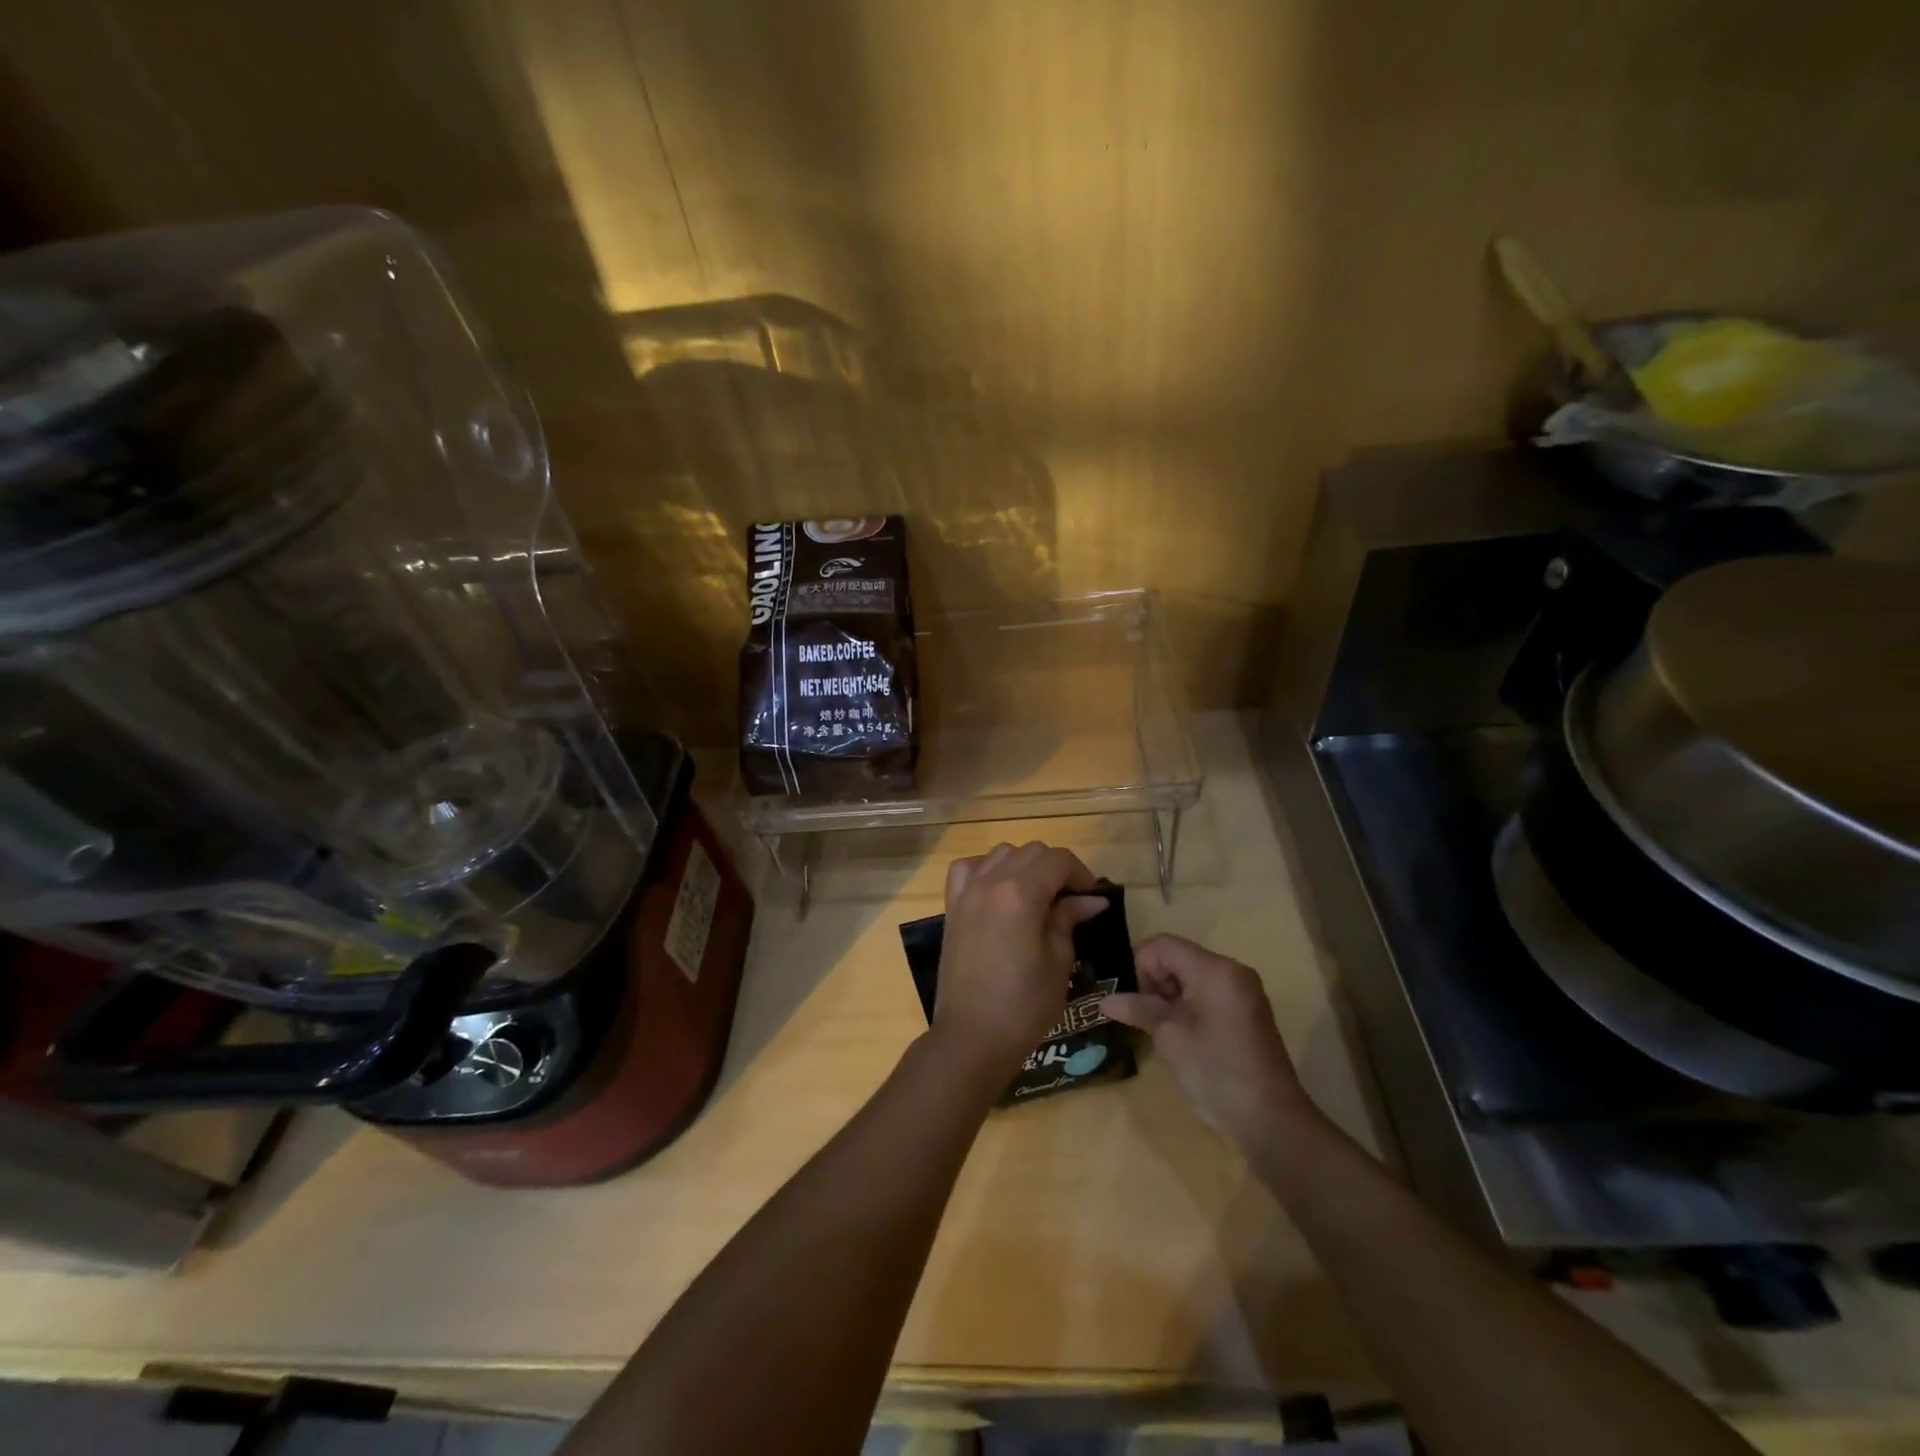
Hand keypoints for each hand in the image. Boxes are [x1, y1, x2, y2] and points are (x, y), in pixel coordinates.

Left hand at [930, 842, 1107, 1087]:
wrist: (971, 1037)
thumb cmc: (1023, 1005)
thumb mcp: (1058, 961)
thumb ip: (1068, 919)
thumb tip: (1091, 899)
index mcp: (1020, 893)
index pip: (1058, 860)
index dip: (1081, 874)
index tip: (1092, 899)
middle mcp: (990, 881)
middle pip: (1031, 852)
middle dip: (1056, 869)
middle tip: (1070, 902)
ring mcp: (967, 892)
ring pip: (1001, 854)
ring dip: (1024, 866)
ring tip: (1037, 897)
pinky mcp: (952, 907)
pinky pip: (968, 869)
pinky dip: (987, 870)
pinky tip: (999, 892)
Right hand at [1101, 934, 1312, 1143]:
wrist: (1270, 1122)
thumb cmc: (1216, 1072)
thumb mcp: (1170, 1037)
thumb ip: (1138, 1008)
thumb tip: (1105, 1000)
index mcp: (1215, 969)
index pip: (1163, 945)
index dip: (1136, 963)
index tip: (1123, 995)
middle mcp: (1231, 972)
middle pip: (1177, 958)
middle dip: (1151, 980)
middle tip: (1134, 1013)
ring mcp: (1241, 993)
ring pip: (1190, 977)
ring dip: (1166, 995)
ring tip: (1150, 1026)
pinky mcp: (1244, 1014)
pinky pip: (1205, 995)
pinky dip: (1184, 1006)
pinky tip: (1173, 1033)